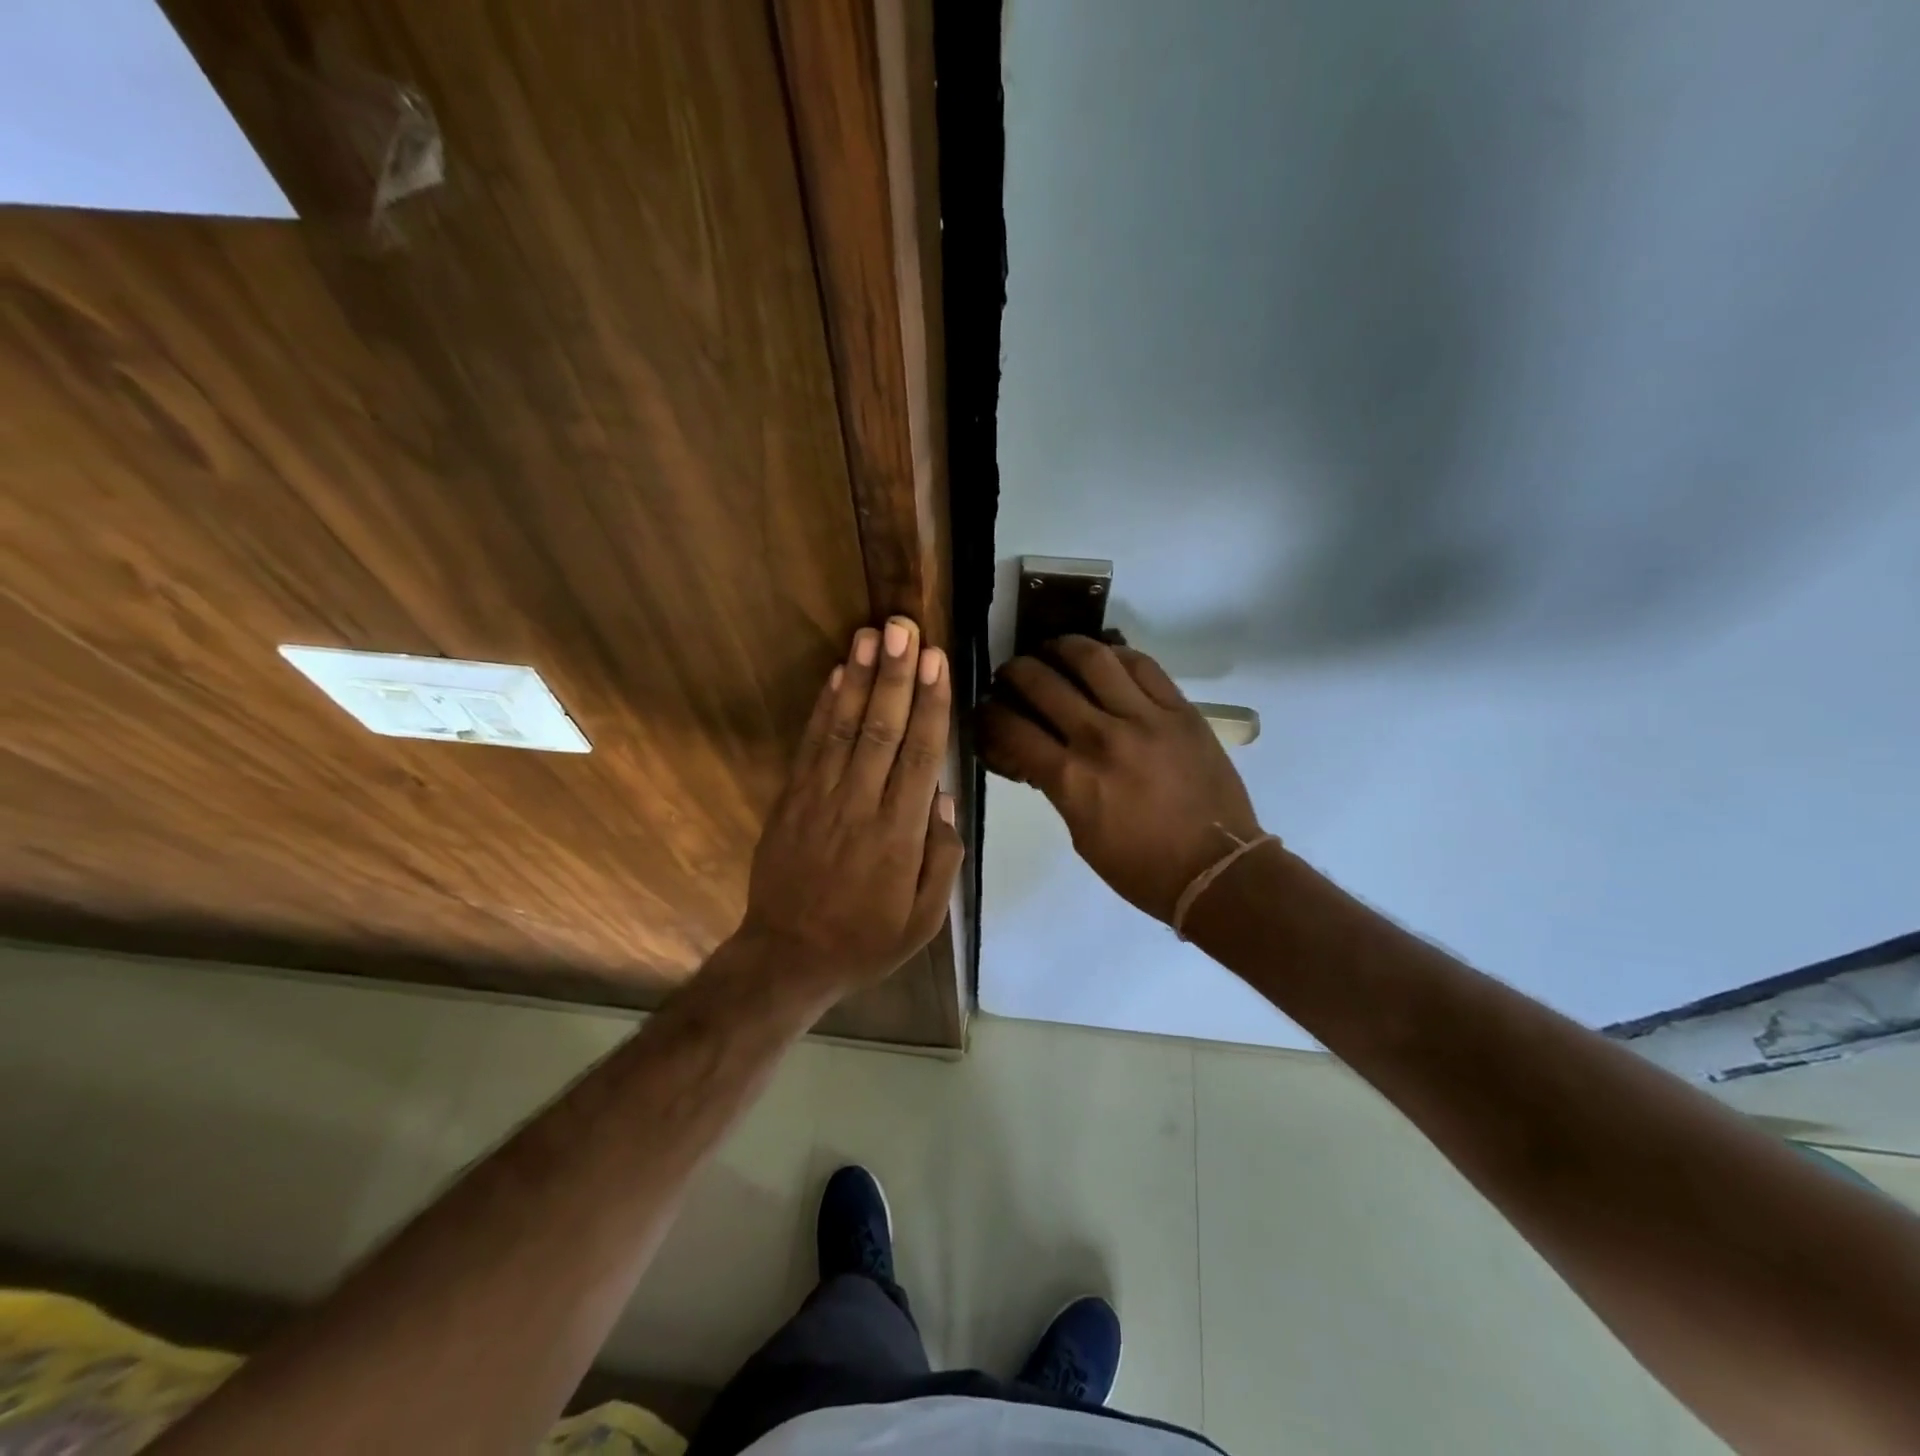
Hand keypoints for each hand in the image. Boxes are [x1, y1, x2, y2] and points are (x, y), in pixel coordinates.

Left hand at [740, 617, 963, 992]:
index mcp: (900, 835)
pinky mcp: (791, 799)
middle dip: (896, 675)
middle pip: (883, 729)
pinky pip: (811, 745)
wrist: (788, 956)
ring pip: (845, 728)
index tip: (937, 662)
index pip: (920, 756)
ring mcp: (820, 799)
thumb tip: (943, 796)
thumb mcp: (924, 920)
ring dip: (859, 679)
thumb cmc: (866, 940)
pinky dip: (824, 708)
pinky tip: (836, 675)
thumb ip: (942, 858)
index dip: (930, 705)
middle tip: (905, 628)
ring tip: (871, 635)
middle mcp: (861, 806)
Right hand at [978, 636, 1260, 922]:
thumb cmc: (1141, 867)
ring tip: (1052, 650)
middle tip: (1011, 674)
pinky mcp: (1180, 710)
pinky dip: (1115, 654)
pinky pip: (1142, 665)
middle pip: (1042, 683)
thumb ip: (1057, 787)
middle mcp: (1101, 738)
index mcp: (1071, 778)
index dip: (989, 714)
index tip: (986, 710)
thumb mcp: (1080, 834)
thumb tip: (1037, 754)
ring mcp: (1144, 718)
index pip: (1012, 729)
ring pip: (1092, 659)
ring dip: (1061, 647)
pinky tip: (1103, 657)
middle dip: (1015, 672)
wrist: (1217, 870)